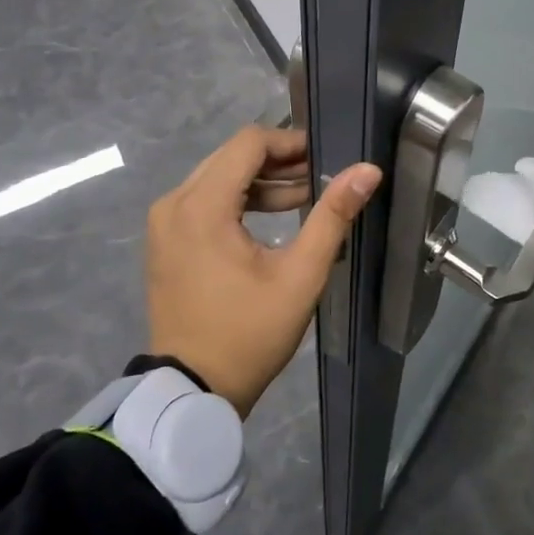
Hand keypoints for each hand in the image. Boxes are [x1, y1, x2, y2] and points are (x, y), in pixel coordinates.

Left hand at [146, 126, 381, 415]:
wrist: (192, 392)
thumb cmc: (249, 333)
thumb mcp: (300, 275)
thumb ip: (333, 216)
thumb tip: (367, 170)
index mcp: (201, 206)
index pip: (249, 143)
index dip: (290, 142)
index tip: (324, 158)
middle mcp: (175, 203)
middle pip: (232, 155)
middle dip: (279, 160)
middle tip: (320, 175)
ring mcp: (165, 221)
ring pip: (219, 175)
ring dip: (262, 180)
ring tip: (307, 194)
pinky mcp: (166, 238)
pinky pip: (206, 198)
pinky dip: (240, 199)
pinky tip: (276, 214)